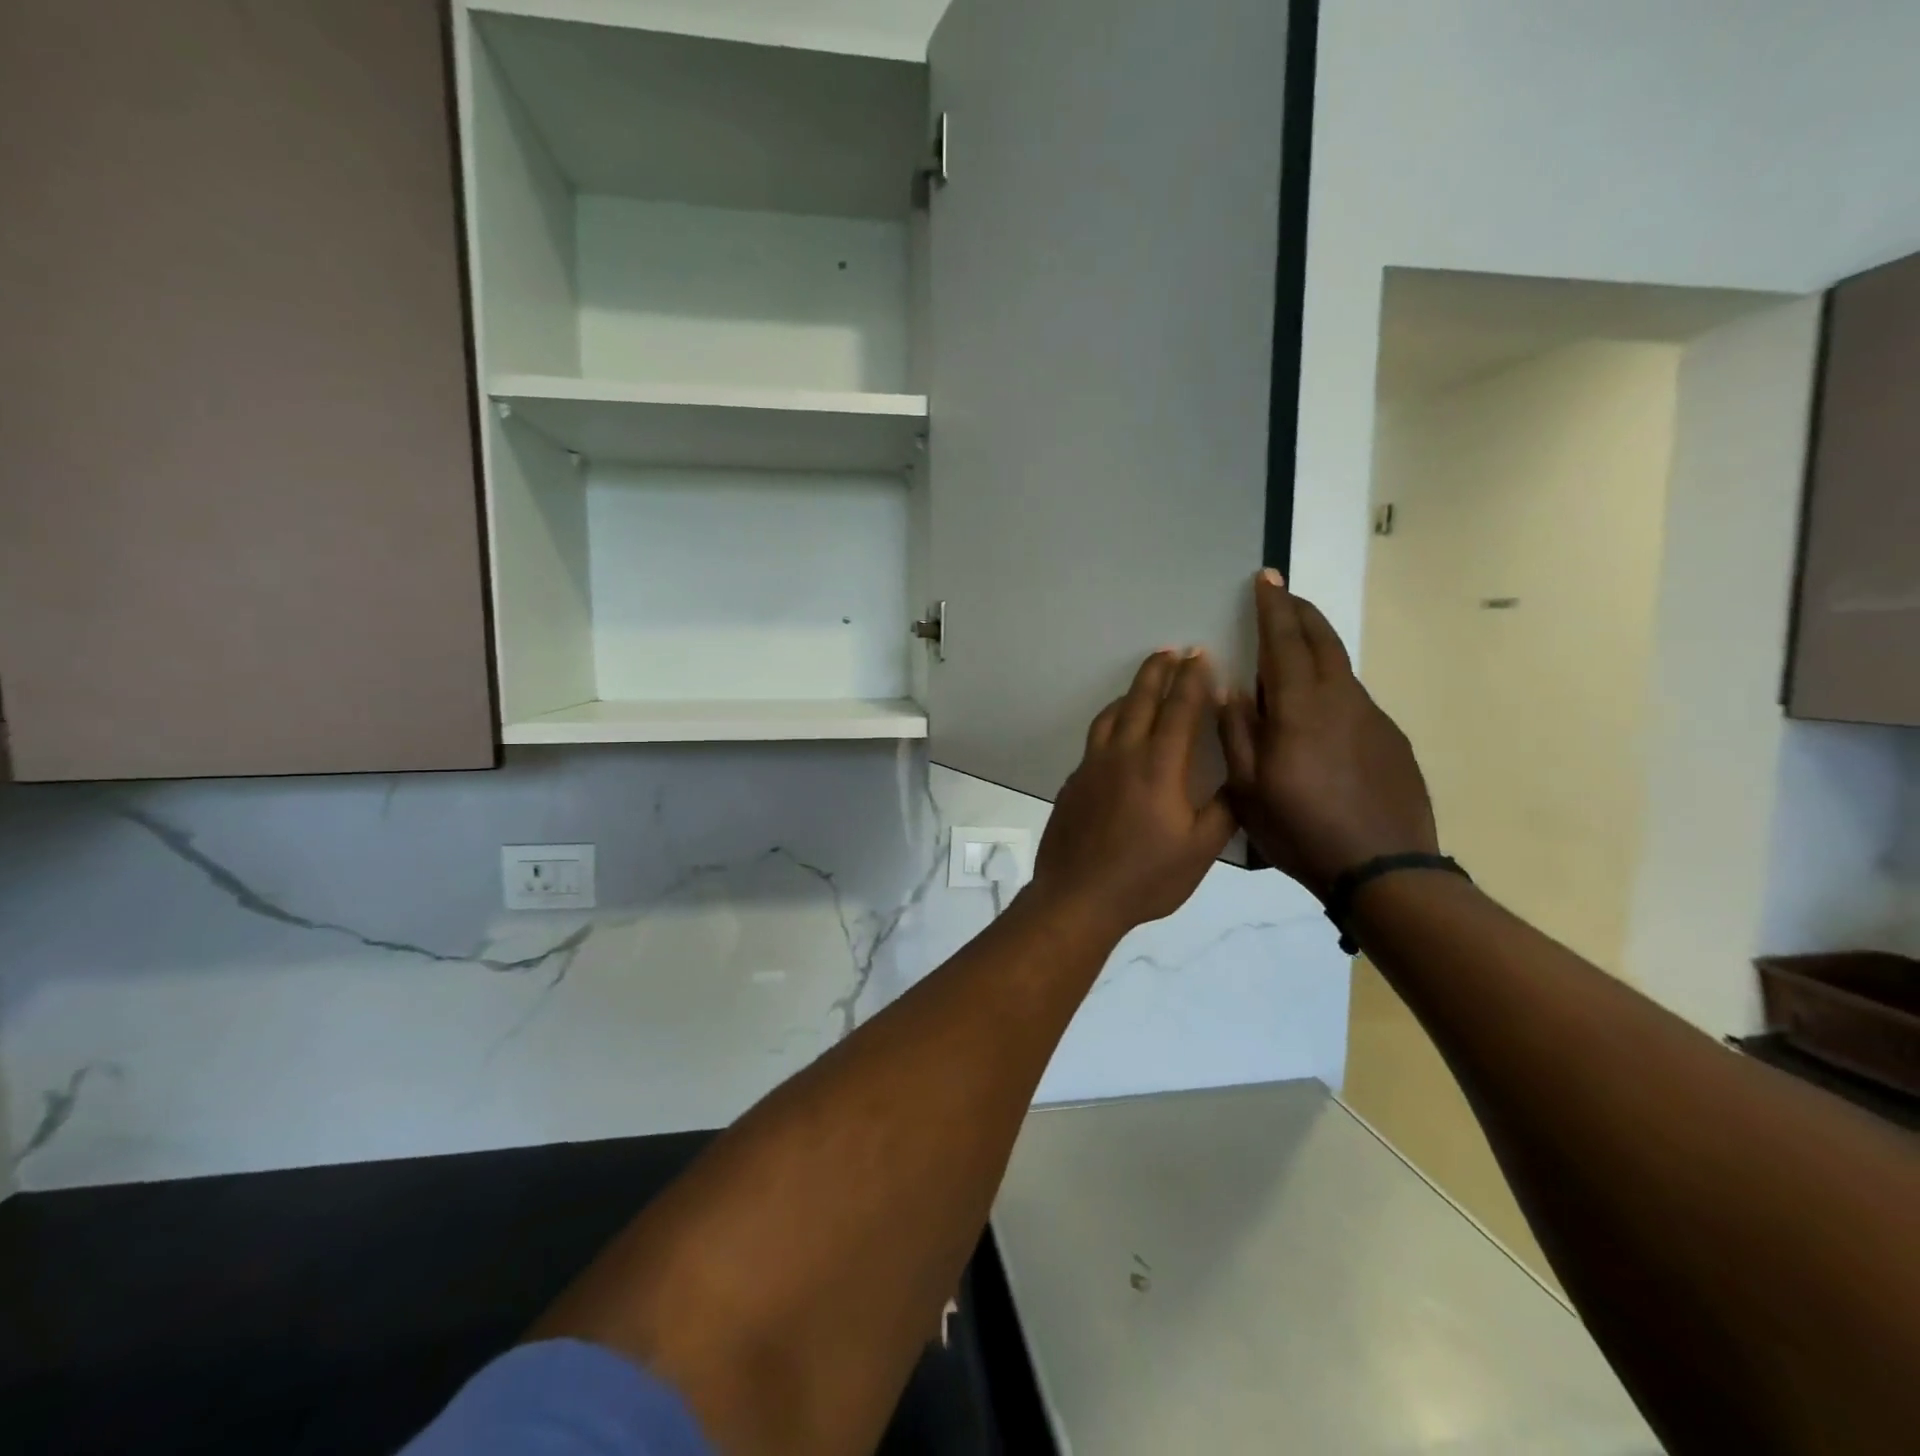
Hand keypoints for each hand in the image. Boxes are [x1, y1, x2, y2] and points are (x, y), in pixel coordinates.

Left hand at [1030, 649, 1236, 938]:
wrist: (1078, 896)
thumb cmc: (1146, 877)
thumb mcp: (1199, 851)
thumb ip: (1222, 810)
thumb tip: (1239, 779)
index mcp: (1160, 767)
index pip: (1180, 710)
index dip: (1192, 680)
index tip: (1200, 655)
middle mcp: (1123, 755)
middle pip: (1141, 700)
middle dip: (1158, 671)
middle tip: (1171, 650)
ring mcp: (1092, 766)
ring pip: (1112, 715)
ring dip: (1131, 692)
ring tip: (1143, 683)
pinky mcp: (1074, 781)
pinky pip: (1095, 738)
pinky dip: (1111, 721)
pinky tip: (1117, 732)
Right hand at [1219, 571, 1437, 900]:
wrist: (1384, 869)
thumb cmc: (1301, 828)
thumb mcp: (1248, 787)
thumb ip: (1236, 732)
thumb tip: (1230, 687)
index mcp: (1300, 707)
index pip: (1285, 640)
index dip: (1273, 607)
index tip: (1265, 578)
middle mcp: (1341, 699)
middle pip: (1322, 640)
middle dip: (1300, 612)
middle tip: (1282, 595)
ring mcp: (1372, 718)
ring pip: (1339, 667)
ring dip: (1316, 645)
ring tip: (1294, 646)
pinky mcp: (1390, 740)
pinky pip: (1353, 697)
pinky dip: (1331, 684)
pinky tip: (1319, 710)